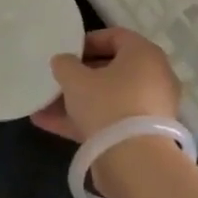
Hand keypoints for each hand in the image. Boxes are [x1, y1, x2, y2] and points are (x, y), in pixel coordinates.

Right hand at [31, 27, 181, 142]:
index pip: (115, 36)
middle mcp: (154, 77)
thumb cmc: (107, 104)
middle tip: (57, 79)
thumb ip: (65, 65)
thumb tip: (63, 61)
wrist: (135, 160)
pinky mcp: (142, 134)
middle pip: (112, 69)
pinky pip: (110, 120)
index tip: (66, 52)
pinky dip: (84, 121)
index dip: (87, 41)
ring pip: (108, 97)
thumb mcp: (76, 79)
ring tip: (43, 106)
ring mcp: (150, 108)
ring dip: (76, 101)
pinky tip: (48, 124)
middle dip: (79, 76)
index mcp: (144, 54)